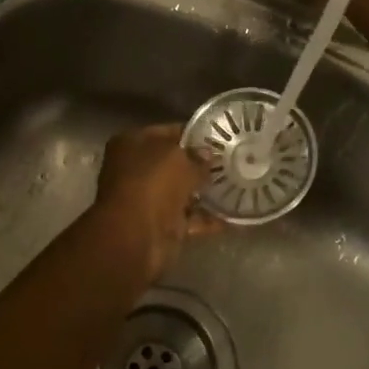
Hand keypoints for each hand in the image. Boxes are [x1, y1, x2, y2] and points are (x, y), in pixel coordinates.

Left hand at [89, 125, 220, 281]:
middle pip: (172, 163)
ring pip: (180, 191)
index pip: (166, 132)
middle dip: (199, 164)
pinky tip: (233, 215)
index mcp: (131, 143)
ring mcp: (146, 199)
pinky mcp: (159, 226)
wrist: (136, 236)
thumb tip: (208, 155)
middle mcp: (135, 169)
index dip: (192, 134)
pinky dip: (207, 218)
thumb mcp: (179, 160)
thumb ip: (197, 156)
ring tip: (238, 185)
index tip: (218, 137)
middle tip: (232, 161)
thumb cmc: (152, 183)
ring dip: (204, 192)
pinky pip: (188, 218)